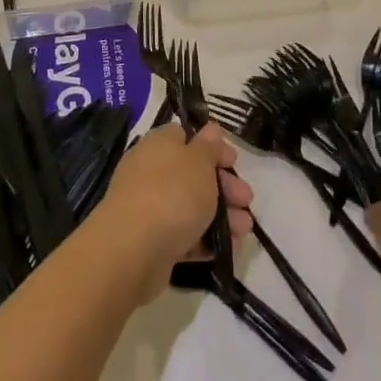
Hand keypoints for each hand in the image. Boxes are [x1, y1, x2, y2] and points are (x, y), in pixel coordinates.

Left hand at [97, 123, 252, 301]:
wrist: (133, 250)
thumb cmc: (172, 193)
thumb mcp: (199, 161)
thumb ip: (209, 146)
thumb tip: (210, 129)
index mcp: (160, 144)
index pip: (187, 137)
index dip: (214, 148)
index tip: (235, 163)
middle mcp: (151, 171)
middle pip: (193, 174)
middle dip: (224, 187)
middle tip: (247, 201)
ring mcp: (149, 207)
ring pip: (191, 206)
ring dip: (221, 216)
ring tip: (244, 231)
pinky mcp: (150, 241)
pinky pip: (182, 235)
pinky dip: (205, 240)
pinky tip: (227, 250)